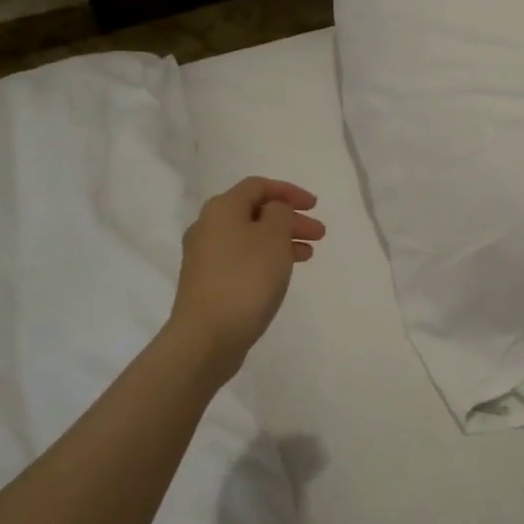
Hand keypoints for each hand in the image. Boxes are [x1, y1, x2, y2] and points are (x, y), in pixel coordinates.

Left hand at [168, 177, 324, 370]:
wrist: (206, 337)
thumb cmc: (245, 279)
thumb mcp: (273, 237)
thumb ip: (280, 214)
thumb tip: (273, 212)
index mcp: (222, 208)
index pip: (258, 186)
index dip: (289, 192)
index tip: (315, 206)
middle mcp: (208, 227)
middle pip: (255, 212)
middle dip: (290, 219)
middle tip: (319, 234)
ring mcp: (204, 257)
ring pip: (250, 238)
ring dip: (281, 241)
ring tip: (308, 255)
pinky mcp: (207, 283)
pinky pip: (243, 259)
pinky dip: (266, 259)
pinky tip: (282, 274)